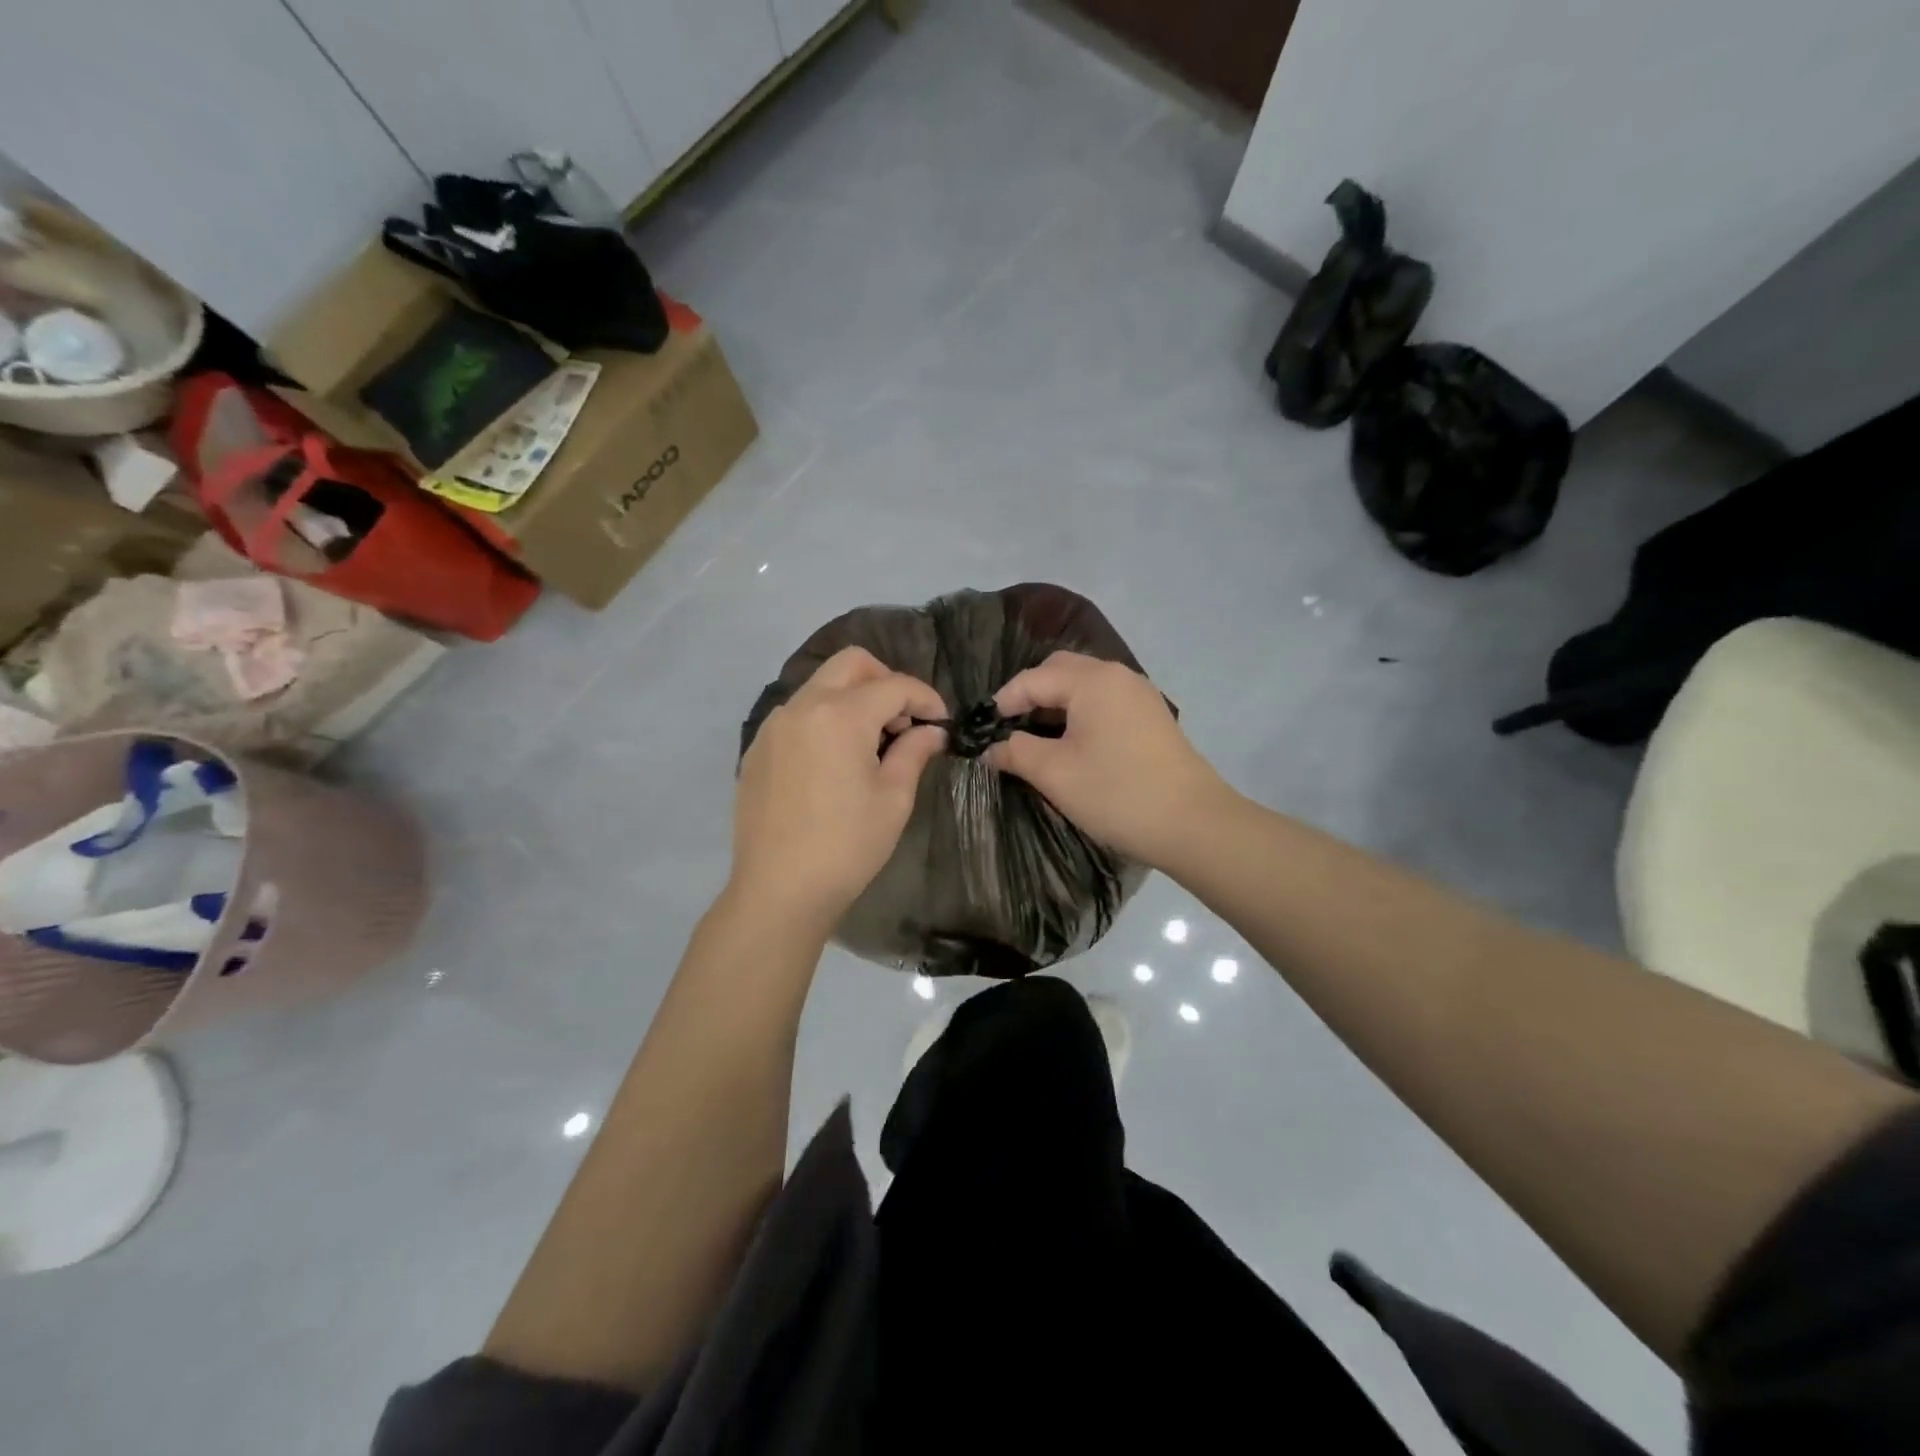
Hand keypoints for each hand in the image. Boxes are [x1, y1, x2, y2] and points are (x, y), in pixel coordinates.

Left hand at [730, 646, 947, 938]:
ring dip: (853, 698)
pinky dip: (825, 719)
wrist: (778, 890)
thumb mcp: (893, 799)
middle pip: (851, 664)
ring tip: (871, 743)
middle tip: (903, 721)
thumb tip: (931, 732)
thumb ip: (914, 752)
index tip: (941, 723)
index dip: (925, 698)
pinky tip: (835, 761)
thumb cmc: (847, 846)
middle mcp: (802, 706)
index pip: (894, 685)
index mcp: (840, 715)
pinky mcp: (758, 749)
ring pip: (821, 685)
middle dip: (886, 681)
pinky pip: (798, 714)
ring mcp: (773, 726)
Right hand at [987, 651, 1228, 867]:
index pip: (1032, 679)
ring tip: (1035, 740)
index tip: (982, 732)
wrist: (1194, 824)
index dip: (1002, 703)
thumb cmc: (1117, 793)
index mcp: (1092, 680)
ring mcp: (1139, 695)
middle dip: (1029, 695)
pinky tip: (1072, 745)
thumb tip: (990, 748)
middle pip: (1060, 671)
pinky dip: (1080, 715)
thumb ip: (1016, 753)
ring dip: (1055, 706)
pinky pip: (1104, 702)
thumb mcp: (1055, 774)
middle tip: (1009, 730)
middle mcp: (1117, 676)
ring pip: (1084, 686)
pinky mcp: (1151, 717)